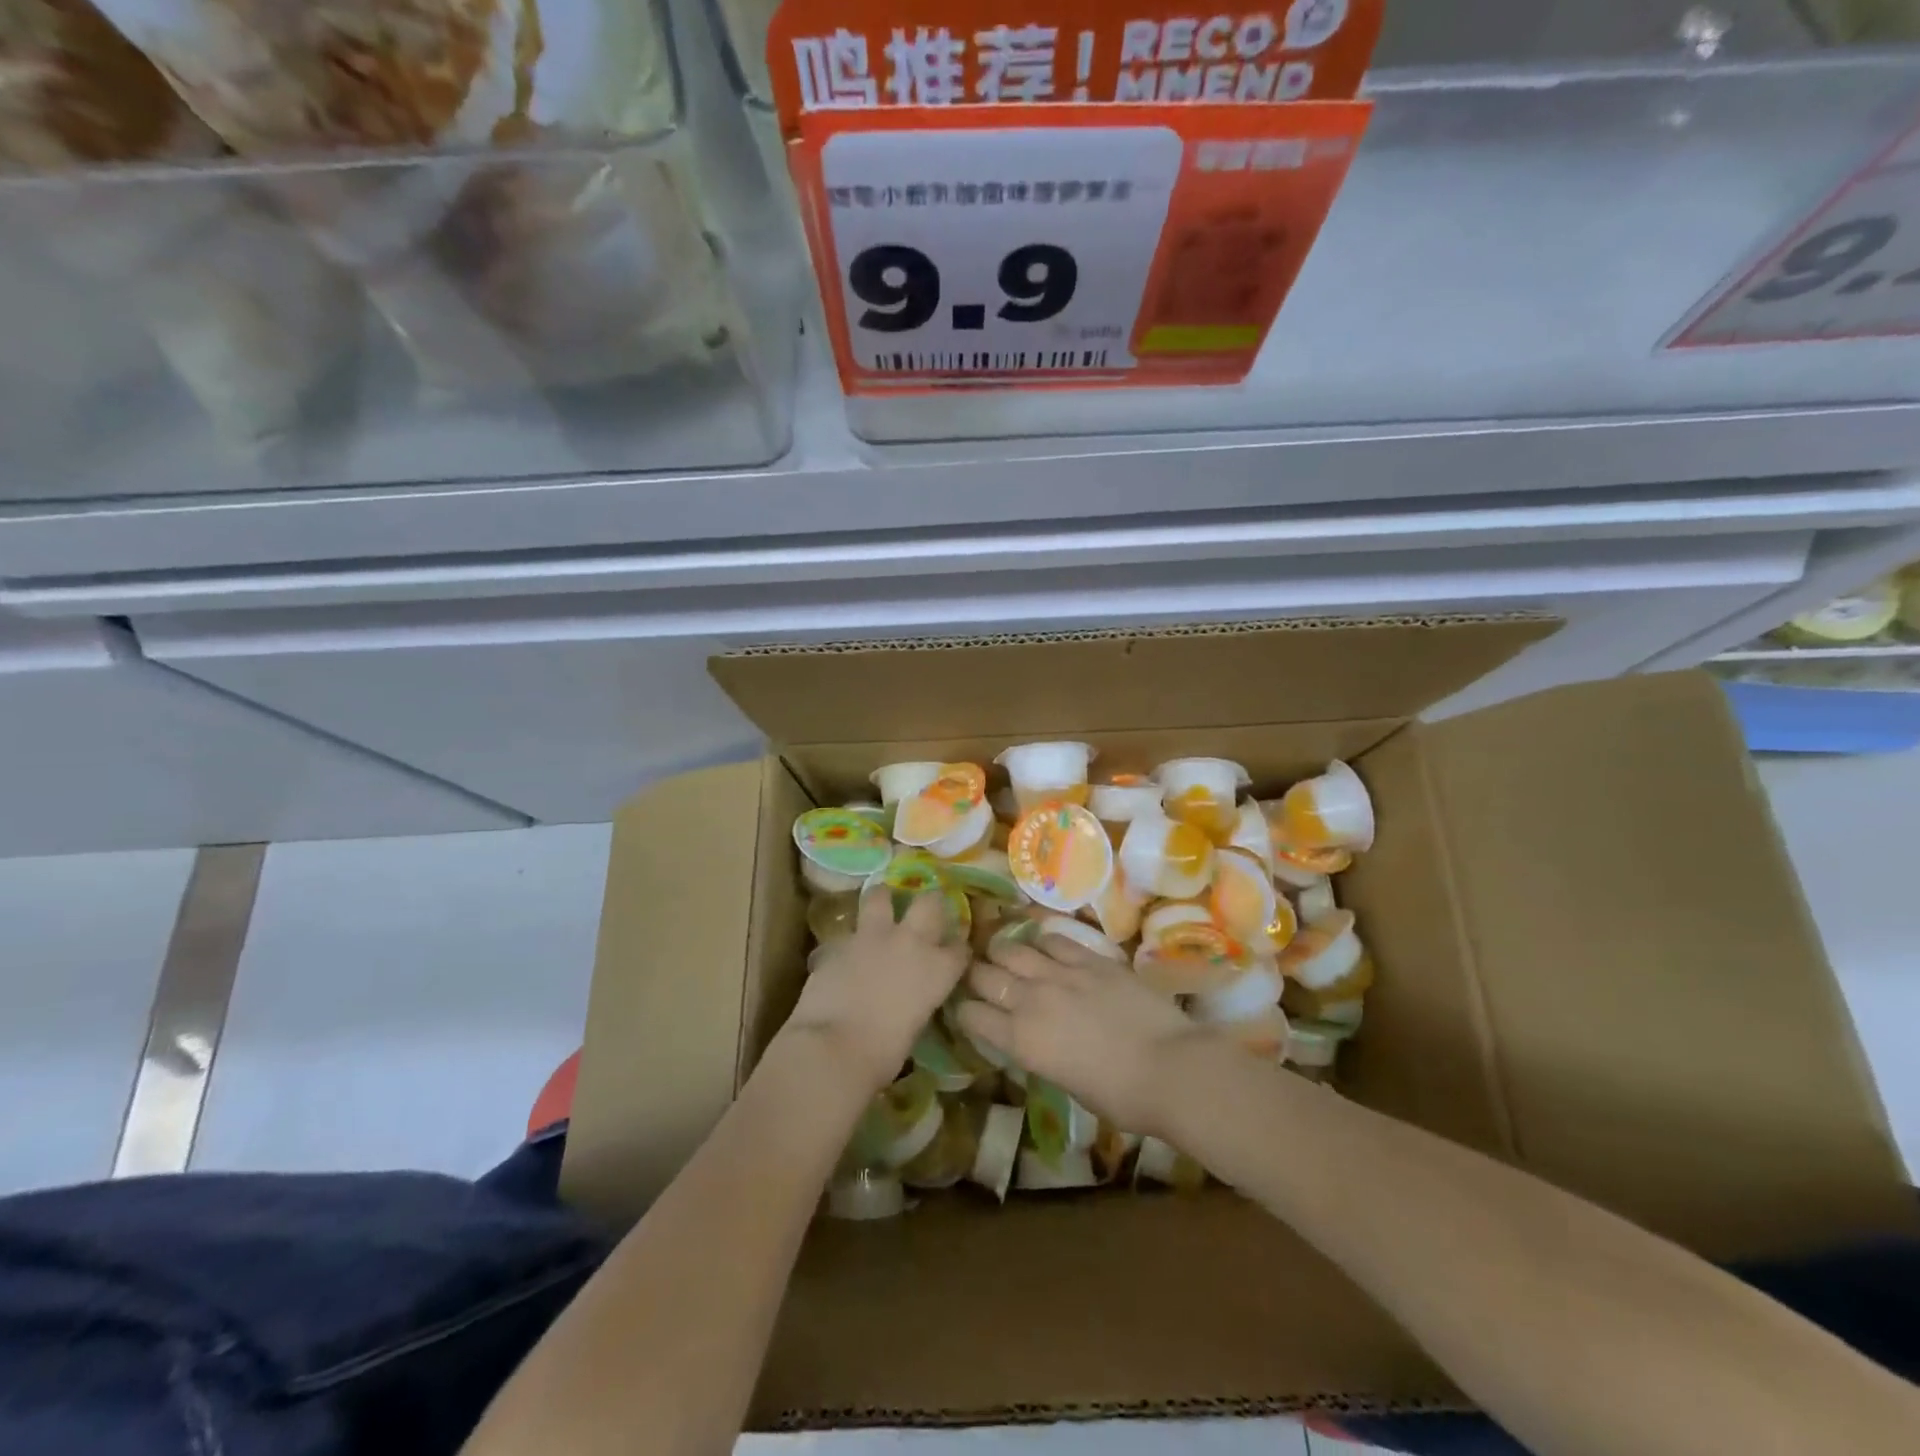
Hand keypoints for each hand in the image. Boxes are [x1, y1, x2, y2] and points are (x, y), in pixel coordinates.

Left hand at [786, 886, 970, 1092]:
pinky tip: (845, 951)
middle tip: (926, 909)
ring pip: (881, 896)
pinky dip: (850, 939)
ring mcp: (873, 937)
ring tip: (881, 902)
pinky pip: (849, 932)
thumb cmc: (882, 1055)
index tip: (954, 954)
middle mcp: (911, 943)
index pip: (960, 949)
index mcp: (938, 970)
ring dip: (883, 898)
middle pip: (930, 903)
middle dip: (931, 903)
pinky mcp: (839, 942)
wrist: (832, 1049)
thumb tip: (909, 997)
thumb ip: (917, 1000)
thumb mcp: (914, 1026)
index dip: (957, 950)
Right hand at [955, 935, 1215, 1137]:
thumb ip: (1041, 1053)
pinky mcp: (1090, 958)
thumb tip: (1035, 1039)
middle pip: (984, 975)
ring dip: (1003, 951)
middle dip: (976, 975)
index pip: (971, 1015)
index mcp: (1021, 1041)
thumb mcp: (1067, 1083)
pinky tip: (1043, 945)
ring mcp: (1061, 973)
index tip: (968, 1009)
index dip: (965, 1010)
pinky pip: (1053, 939)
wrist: (1171, 1068)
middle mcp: (1031, 1000)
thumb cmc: (1122, 1097)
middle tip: (981, 977)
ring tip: (1005, 953)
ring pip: (1012, 948)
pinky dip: (1041, 941)